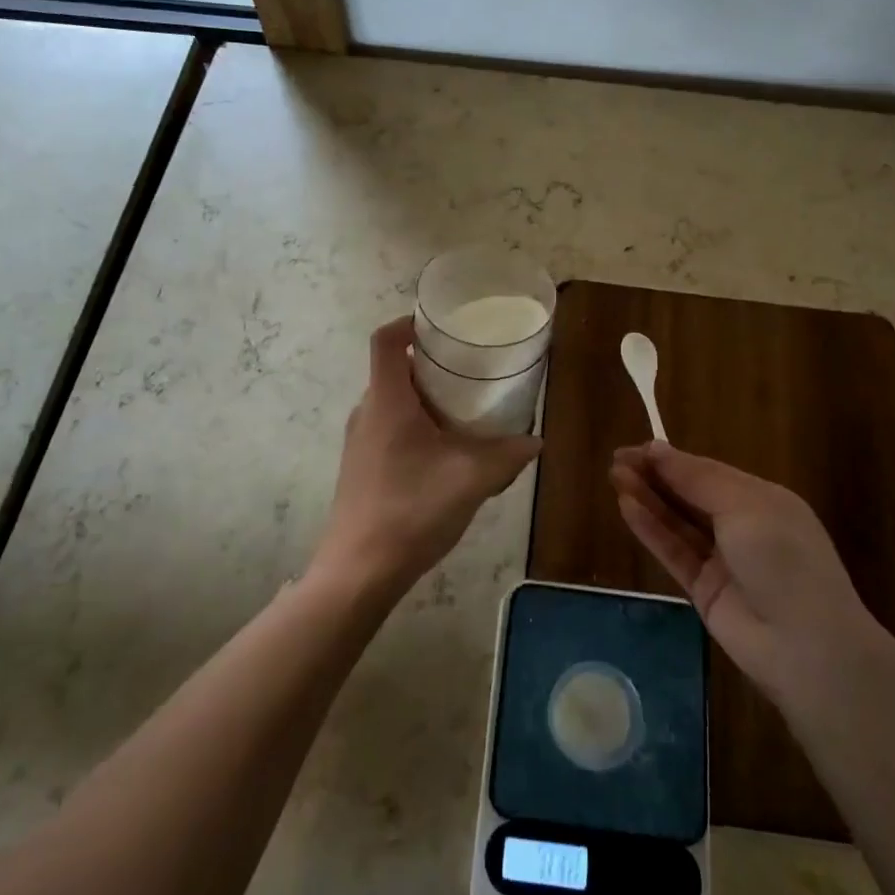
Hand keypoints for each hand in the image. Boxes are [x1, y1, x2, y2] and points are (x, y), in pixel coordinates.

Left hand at [313, 317, 541, 599]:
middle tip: (470, 367)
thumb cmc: (411, 511)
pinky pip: (390, 428)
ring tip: (465, 408)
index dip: (408, 322)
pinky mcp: (361, 466)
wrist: (358, 571)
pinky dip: (417, 424)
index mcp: (387, 401)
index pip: (385, 341)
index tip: (441, 326)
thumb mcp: (471, 479)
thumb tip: (536, 441)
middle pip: (394, 369)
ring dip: (425, 397)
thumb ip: (507, 455)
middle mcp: (367, 413)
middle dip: (430, 363)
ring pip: (393, 401)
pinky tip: (446, 452)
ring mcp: (359, 442)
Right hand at [611, 443, 883, 718]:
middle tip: (617, 461)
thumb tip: (657, 448)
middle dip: (655, 476)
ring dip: (648, 498)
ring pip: (678, 522)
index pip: (708, 471)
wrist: (806, 646)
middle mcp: (742, 526)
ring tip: (614, 477)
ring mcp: (722, 559)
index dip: (672, 459)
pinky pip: (673, 552)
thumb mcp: (743, 506)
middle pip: (690, 494)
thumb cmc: (782, 558)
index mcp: (761, 499)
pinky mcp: (704, 590)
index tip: (636, 448)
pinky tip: (626, 507)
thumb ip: (696, 478)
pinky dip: (651, 529)